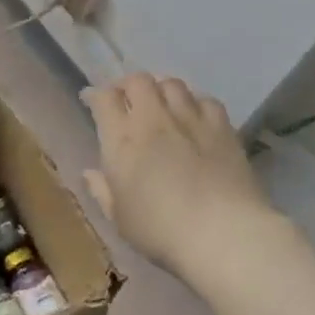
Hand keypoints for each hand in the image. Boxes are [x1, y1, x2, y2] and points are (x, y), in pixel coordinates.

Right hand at [82, 73, 278, 274]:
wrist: (224, 234)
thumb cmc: (161, 230)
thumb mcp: (120, 218)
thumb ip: (102, 191)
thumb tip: (90, 173)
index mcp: (121, 139)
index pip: (103, 98)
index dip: (95, 95)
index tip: (92, 102)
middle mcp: (153, 118)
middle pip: (138, 80)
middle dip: (128, 86)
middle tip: (128, 102)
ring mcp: (190, 119)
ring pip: (172, 83)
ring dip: (162, 90)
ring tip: (162, 105)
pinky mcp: (222, 128)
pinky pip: (206, 100)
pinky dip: (196, 104)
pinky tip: (197, 118)